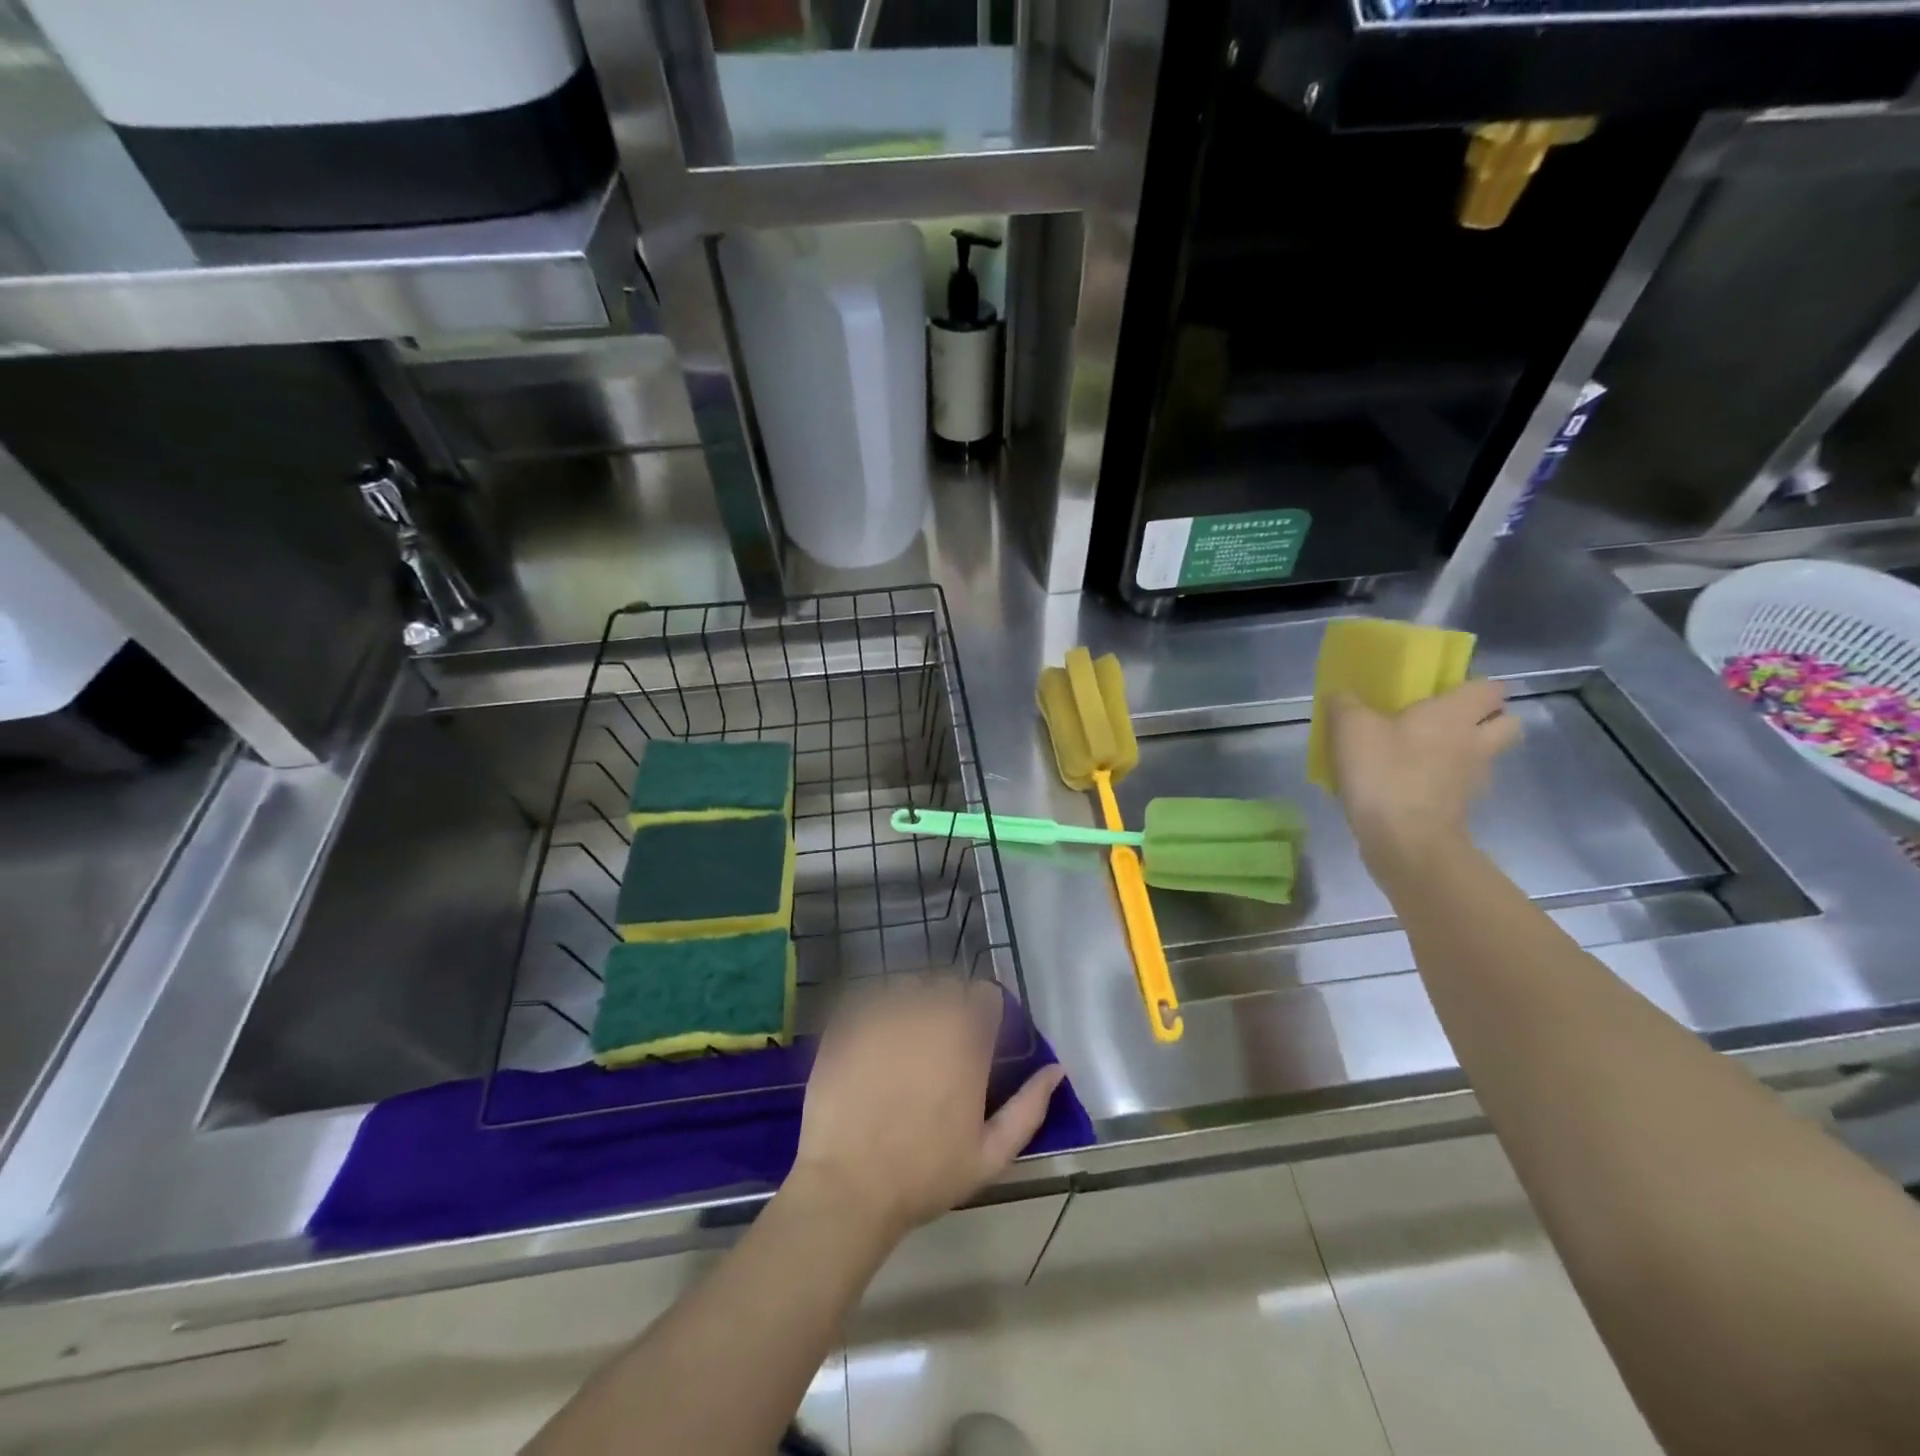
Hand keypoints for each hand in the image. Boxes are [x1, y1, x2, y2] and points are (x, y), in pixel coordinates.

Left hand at [787, 978, 1064, 1241]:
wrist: (849, 1186)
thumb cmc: (925, 1174)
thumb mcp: (990, 1155)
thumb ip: (1029, 1108)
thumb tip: (1057, 1069)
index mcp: (966, 1041)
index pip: (986, 995)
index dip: (985, 1012)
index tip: (979, 1036)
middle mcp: (928, 1015)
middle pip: (947, 984)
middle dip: (950, 1005)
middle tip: (940, 1042)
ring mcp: (884, 1014)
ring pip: (908, 985)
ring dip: (912, 1002)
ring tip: (904, 1038)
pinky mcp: (847, 1021)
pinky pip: (869, 996)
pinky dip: (875, 1009)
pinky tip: (872, 1041)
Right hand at [1326, 678, 1520, 872]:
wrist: (1405, 841)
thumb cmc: (1385, 773)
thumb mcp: (1350, 728)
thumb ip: (1345, 704)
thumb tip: (1341, 694)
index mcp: (1456, 714)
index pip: (1491, 688)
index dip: (1473, 685)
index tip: (1444, 688)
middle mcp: (1475, 742)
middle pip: (1506, 722)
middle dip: (1486, 717)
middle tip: (1446, 719)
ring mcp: (1473, 779)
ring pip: (1485, 755)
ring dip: (1465, 751)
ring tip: (1424, 753)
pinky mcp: (1461, 809)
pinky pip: (1460, 786)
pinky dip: (1444, 782)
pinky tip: (1410, 784)